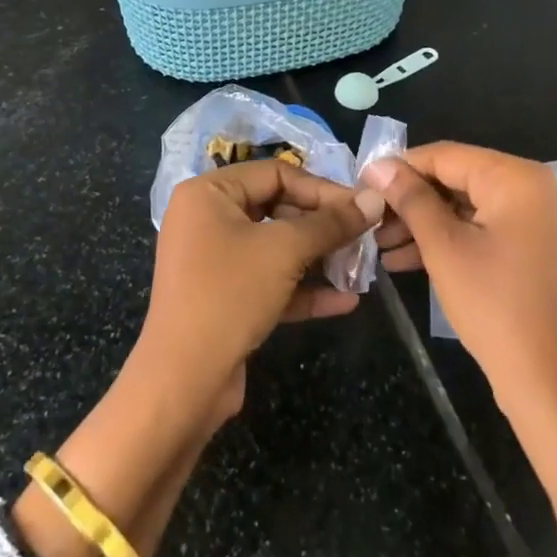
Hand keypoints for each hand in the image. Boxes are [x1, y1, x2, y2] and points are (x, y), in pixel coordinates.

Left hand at [134, 161, 384, 424]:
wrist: (183, 383)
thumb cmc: (229, 295)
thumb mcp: (284, 251)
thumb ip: (331, 223)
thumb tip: (373, 199)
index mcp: (208, 193)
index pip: (275, 173)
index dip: (321, 188)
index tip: (360, 207)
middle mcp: (207, 219)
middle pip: (277, 208)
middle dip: (322, 226)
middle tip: (363, 237)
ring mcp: (214, 261)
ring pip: (276, 248)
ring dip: (318, 258)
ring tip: (360, 268)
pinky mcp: (225, 298)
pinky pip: (269, 282)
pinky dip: (303, 289)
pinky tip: (345, 301)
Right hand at [364, 144, 556, 429]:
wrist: (550, 384)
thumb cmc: (494, 306)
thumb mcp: (443, 247)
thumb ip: (410, 198)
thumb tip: (378, 164)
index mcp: (516, 178)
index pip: (445, 155)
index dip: (400, 167)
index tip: (361, 183)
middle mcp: (531, 189)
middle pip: (456, 179)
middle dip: (409, 201)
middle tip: (369, 220)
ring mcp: (534, 221)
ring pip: (465, 207)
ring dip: (422, 224)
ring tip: (378, 245)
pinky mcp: (531, 249)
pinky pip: (481, 230)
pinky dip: (446, 241)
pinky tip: (404, 261)